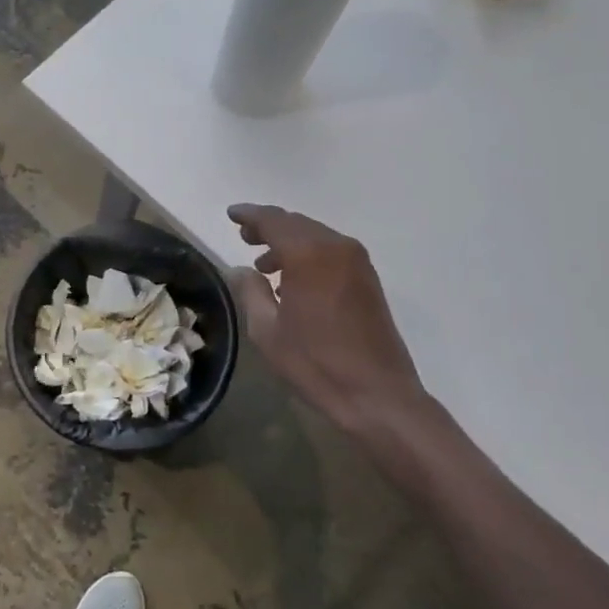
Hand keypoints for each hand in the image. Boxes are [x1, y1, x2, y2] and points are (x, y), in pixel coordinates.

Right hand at [228, 204, 438, 449]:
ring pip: (315, 237)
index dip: (250, 215)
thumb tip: (241, 270)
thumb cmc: (315, 363)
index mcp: (308, 254)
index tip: (232, 214)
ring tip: (264, 264)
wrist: (377, 394)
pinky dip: (308, 255)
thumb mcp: (267, 331)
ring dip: (289, 242)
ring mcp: (357, 262)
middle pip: (296, 224)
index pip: (273, 221)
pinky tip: (293, 279)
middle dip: (269, 227)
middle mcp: (336, 247)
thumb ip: (250, 292)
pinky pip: (331, 252)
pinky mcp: (368, 279)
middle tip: (244, 236)